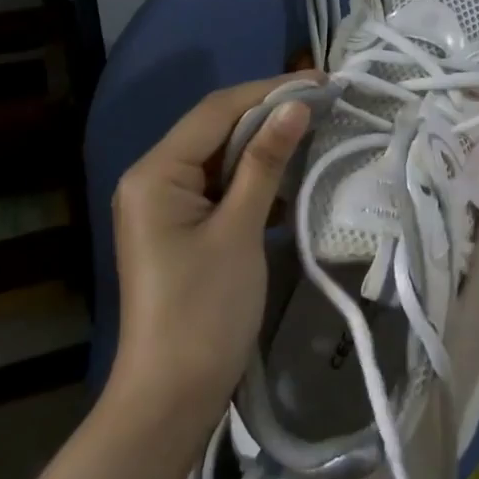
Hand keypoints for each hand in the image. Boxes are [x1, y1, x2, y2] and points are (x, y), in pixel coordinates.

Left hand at [109, 75, 314, 430]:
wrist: (171, 397)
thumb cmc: (204, 311)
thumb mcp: (240, 230)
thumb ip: (264, 162)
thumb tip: (296, 106)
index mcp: (155, 172)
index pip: (216, 111)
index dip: (268, 91)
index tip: (320, 81)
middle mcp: (153, 178)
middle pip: (215, 129)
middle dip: (268, 114)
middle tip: (324, 101)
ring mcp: (166, 204)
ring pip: (221, 157)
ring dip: (264, 145)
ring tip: (316, 129)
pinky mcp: (182, 227)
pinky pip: (221, 187)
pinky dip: (255, 178)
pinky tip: (292, 174)